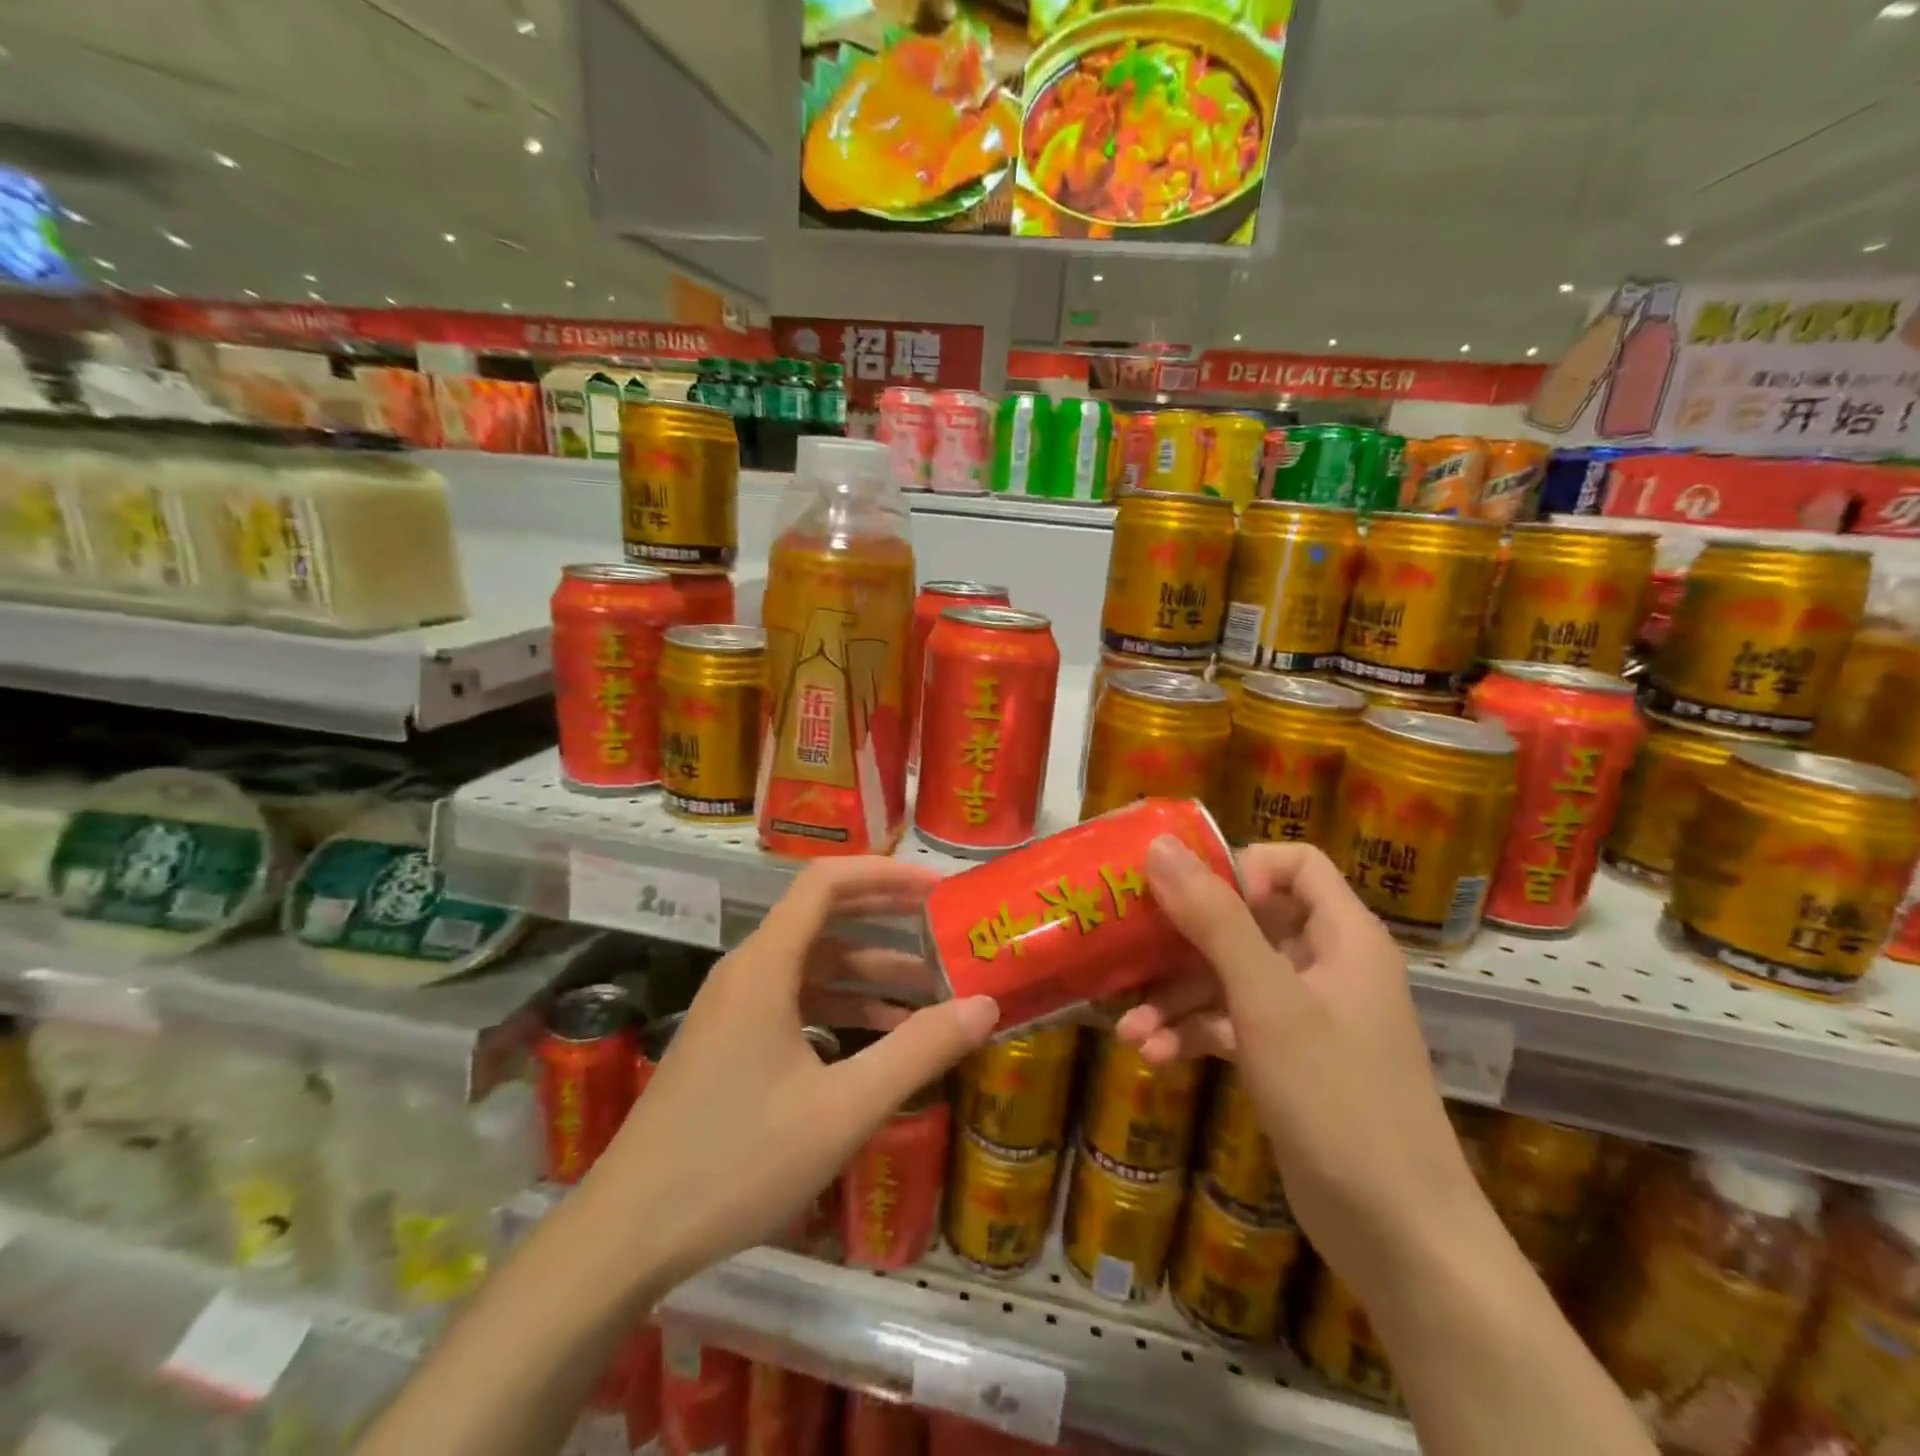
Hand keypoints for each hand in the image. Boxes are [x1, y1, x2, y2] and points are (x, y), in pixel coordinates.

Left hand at [591, 858, 999, 1288]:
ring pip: (813, 966)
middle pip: (823, 917)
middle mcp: (748, 971)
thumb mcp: (842, 1110)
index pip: (826, 882)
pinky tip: (880, 1039)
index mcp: (766, 966)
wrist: (627, 1234)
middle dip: (886, 918)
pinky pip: (796, 1001)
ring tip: (930, 992)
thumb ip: (917, 1052)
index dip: (885, 874)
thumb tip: (985, 1005)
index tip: (937, 890)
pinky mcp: (731, 1041)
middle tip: (944, 928)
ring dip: (869, 973)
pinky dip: (841, 1008)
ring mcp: (735, 1007)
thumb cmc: (737, 1162)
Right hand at [1115, 837, 1479, 1302]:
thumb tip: (1160, 847)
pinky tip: (1150, 1054)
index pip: (1295, 863)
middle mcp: (1324, 964)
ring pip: (1228, 977)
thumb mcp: (1268, 1000)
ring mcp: (1304, 1014)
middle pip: (1246, 921)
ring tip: (1128, 1027)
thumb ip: (1214, 920)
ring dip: (1176, 997)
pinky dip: (1191, 1033)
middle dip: (1182, 941)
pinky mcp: (1284, 1058)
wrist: (1397, 1236)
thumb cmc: (1338, 1097)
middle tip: (1126, 949)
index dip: (1241, 867)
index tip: (1188, 893)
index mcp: (1342, 935)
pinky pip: (1229, 1023)